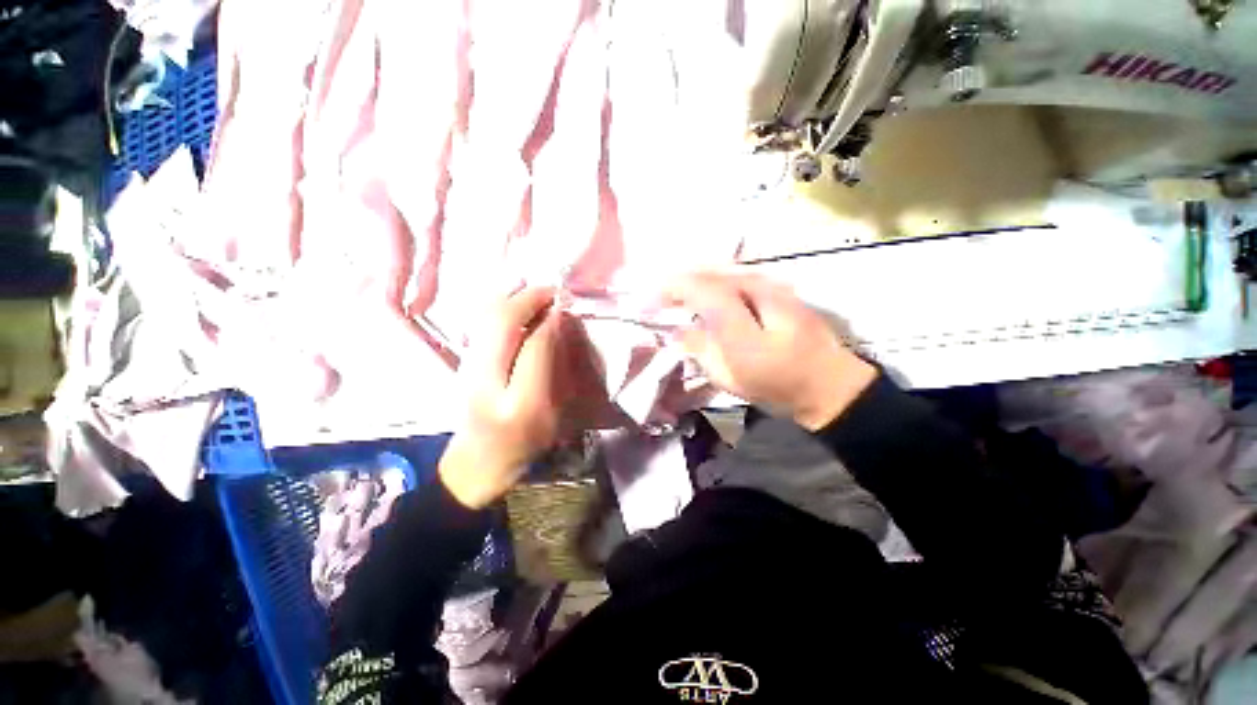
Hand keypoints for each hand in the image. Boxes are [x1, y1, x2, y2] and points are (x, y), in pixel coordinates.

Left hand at [440, 286, 564, 508]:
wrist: (477, 462)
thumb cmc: (524, 444)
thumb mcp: (554, 415)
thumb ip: (556, 373)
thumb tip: (556, 326)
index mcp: (519, 402)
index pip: (536, 346)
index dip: (552, 320)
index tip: (566, 306)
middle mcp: (487, 380)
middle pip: (502, 323)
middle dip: (529, 298)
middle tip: (553, 290)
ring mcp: (468, 368)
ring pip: (485, 317)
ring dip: (512, 297)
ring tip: (536, 292)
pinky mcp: (462, 362)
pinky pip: (479, 322)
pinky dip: (497, 305)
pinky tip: (513, 301)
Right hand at [667, 272, 876, 430]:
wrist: (827, 382)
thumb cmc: (775, 383)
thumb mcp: (730, 376)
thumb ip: (700, 349)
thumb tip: (676, 332)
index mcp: (741, 317)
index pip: (697, 288)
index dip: (669, 289)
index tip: (649, 299)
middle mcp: (754, 290)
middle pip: (708, 273)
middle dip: (679, 281)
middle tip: (660, 295)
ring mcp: (769, 284)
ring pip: (722, 271)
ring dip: (696, 278)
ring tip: (678, 293)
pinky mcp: (777, 287)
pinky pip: (736, 275)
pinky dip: (715, 280)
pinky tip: (707, 290)